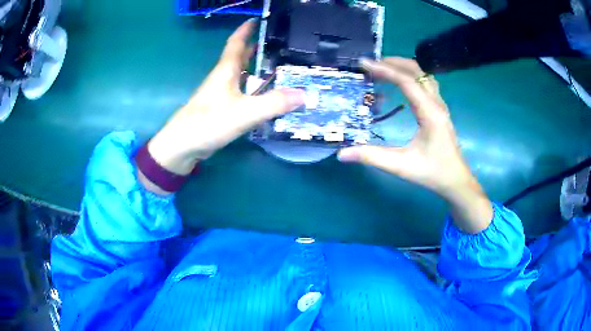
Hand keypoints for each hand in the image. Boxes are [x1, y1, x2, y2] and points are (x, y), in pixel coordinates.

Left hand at [148, 19, 304, 174]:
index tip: (257, 19)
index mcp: (226, 70)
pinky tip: (265, 95)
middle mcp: (223, 78)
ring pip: (241, 75)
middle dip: (256, 47)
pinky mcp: (220, 108)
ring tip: (278, 67)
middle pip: (240, 57)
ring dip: (256, 68)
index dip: (246, 29)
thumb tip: (305, 94)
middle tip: (278, 44)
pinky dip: (254, 88)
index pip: (236, 42)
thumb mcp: (244, 112)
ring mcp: (220, 94)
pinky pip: (241, 92)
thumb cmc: (208, 122)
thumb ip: (274, 103)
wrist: (182, 146)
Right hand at [338, 57, 492, 232]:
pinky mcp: (439, 108)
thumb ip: (372, 157)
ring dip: (402, 67)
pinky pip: (425, 82)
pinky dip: (410, 76)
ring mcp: (440, 104)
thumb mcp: (401, 166)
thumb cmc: (433, 172)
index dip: (384, 69)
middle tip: (370, 65)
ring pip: (422, 74)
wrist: (455, 180)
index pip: (407, 82)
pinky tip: (398, 83)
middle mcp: (437, 103)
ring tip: (381, 69)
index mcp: (430, 113)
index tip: (363, 63)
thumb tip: (342, 153)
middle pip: (416, 71)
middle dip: (392, 63)